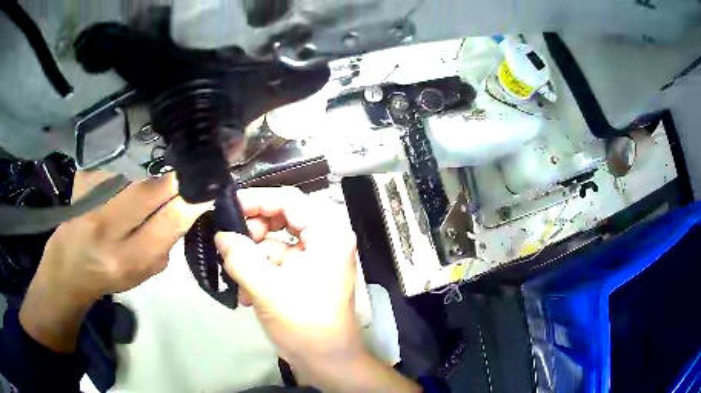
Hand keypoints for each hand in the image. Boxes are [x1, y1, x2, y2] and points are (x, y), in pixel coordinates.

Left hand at [20, 171, 209, 352]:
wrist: (69, 265)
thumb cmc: (109, 275)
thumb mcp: (143, 272)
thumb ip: (165, 242)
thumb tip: (187, 207)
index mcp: (128, 258)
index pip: (169, 221)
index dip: (192, 199)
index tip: (209, 186)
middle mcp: (107, 228)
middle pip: (151, 188)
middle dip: (175, 177)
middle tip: (188, 169)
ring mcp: (91, 199)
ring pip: (134, 171)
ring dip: (154, 168)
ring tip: (162, 168)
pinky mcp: (82, 179)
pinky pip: (116, 163)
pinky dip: (130, 162)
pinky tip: (132, 166)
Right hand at [216, 187, 420, 392]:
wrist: (327, 362)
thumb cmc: (304, 325)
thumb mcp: (267, 289)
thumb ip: (240, 257)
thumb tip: (221, 234)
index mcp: (327, 234)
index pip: (289, 200)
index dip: (256, 200)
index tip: (227, 209)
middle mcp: (324, 239)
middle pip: (281, 218)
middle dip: (251, 233)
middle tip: (230, 246)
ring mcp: (315, 257)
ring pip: (274, 242)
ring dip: (251, 258)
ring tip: (236, 277)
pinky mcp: (304, 274)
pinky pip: (276, 262)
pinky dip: (258, 272)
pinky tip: (246, 294)